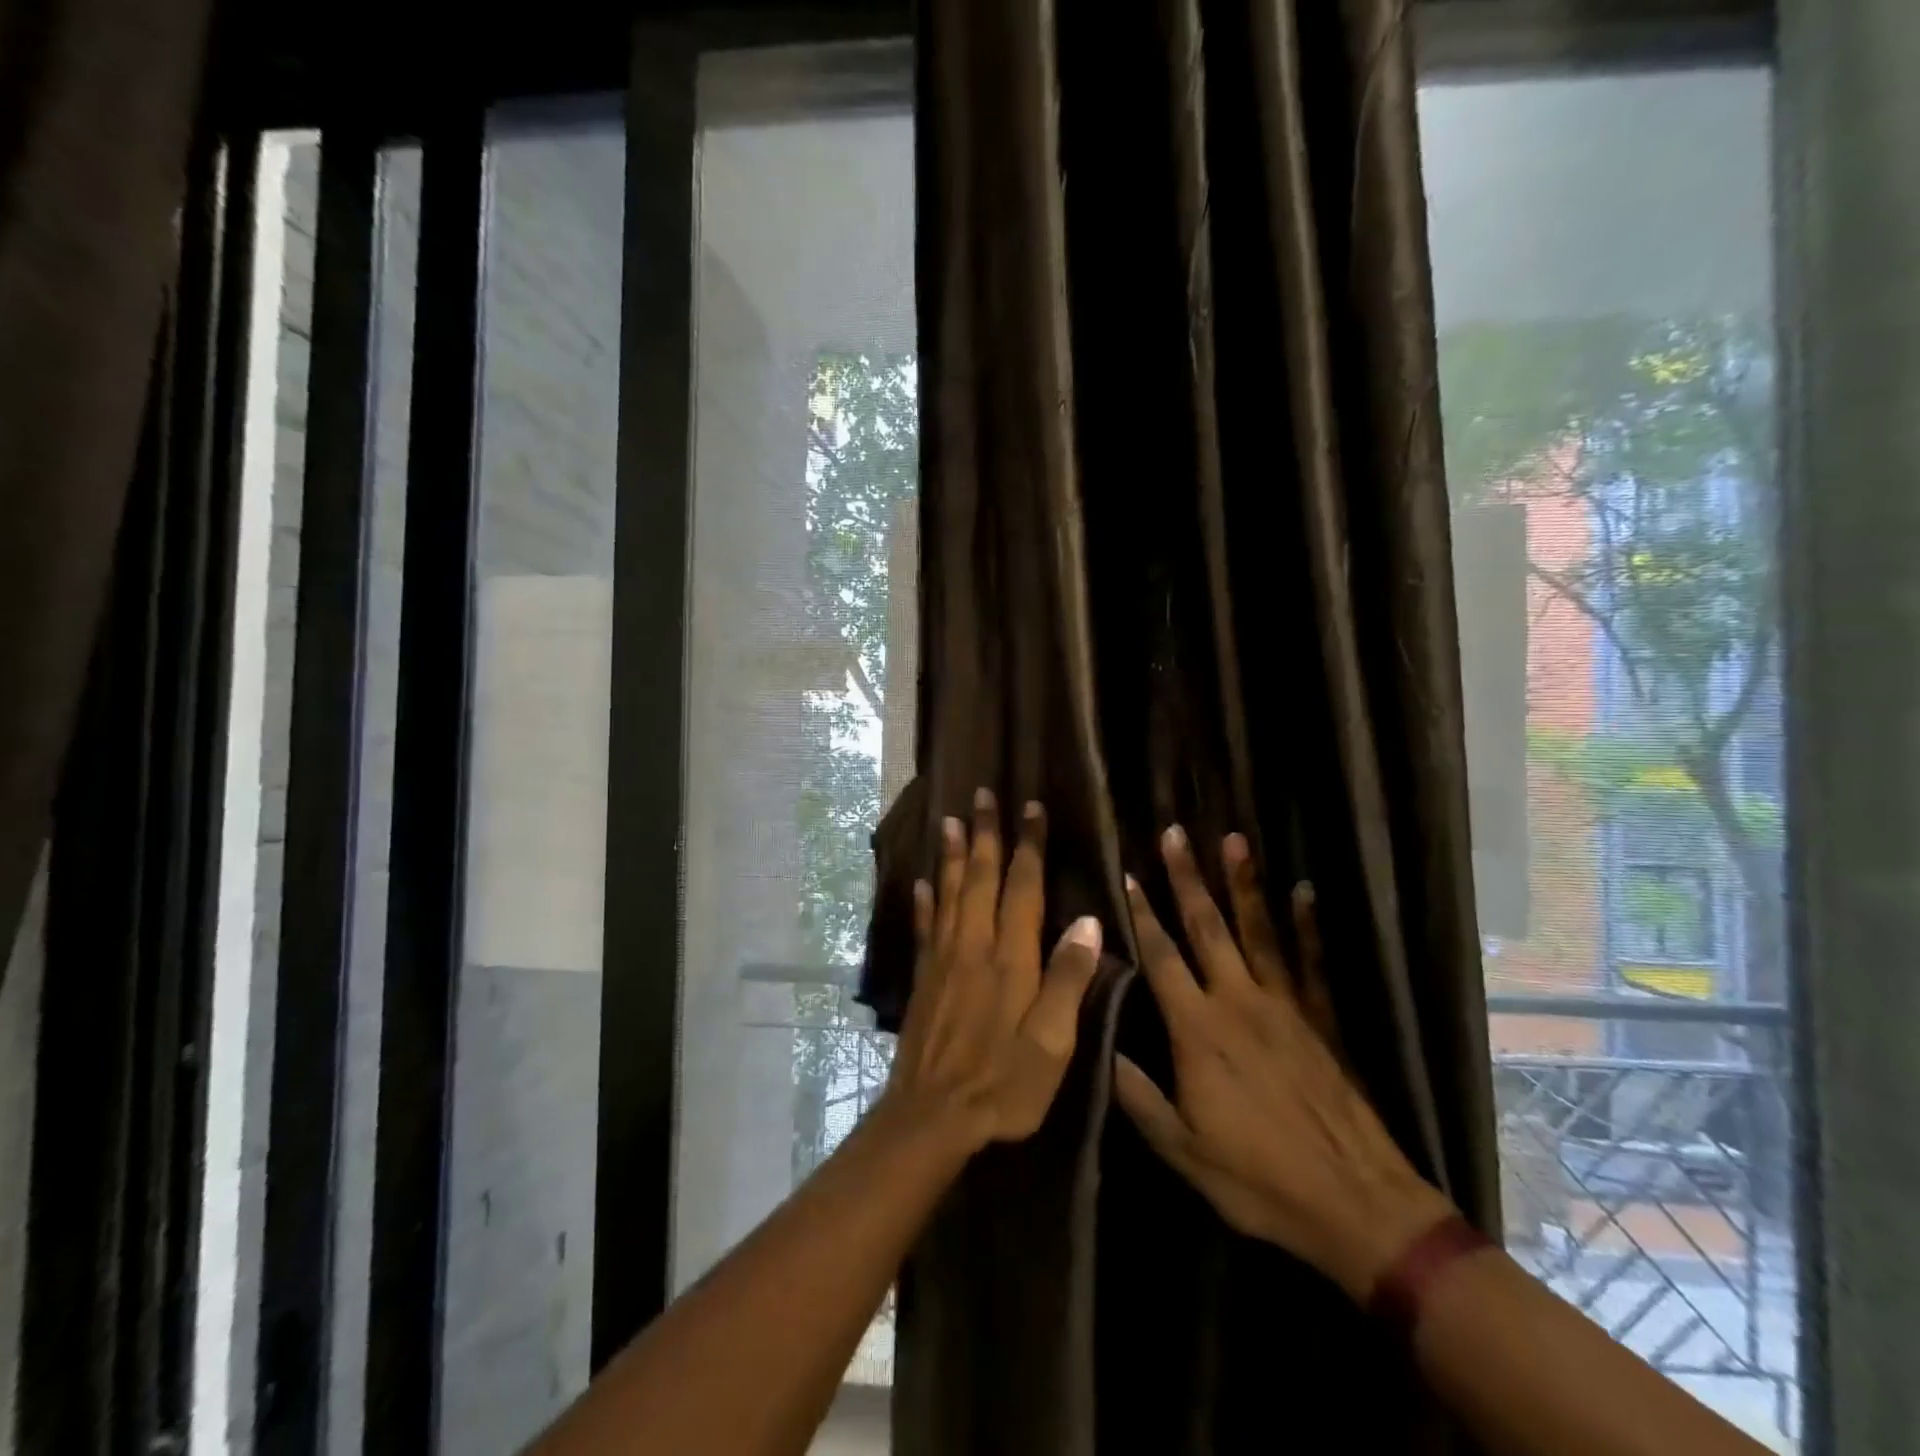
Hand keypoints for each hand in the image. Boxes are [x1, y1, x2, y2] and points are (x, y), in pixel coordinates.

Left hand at [883, 789, 1104, 1155]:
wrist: (932, 1118)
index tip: (1031, 808)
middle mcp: (973, 946)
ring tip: (951, 821)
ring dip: (953, 856)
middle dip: (986, 835)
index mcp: (1009, 958)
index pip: (1021, 888)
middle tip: (982, 795)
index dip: (1028, 846)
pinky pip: (925, 928)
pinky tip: (922, 883)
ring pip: (949, 894)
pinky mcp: (924, 980)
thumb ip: (1068, 980)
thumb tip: (1088, 921)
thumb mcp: (1052, 1043)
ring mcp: (943, 961)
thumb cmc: (1003, 1084)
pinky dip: (924, 902)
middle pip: (980, 879)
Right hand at [1113, 827, 1456, 1300]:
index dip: (1141, 914)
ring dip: (1243, 884)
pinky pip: (1310, 962)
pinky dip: (1306, 924)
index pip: (1161, 957)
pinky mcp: (1321, 1019)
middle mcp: (1238, 1002)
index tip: (1128, 873)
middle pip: (1207, 927)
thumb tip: (1100, 1048)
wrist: (1357, 1205)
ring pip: (1258, 931)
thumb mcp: (1183, 1150)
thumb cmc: (1259, 1180)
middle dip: (1187, 877)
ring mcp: (1285, 1005)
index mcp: (1198, 1030)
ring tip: (1234, 841)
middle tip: (1174, 833)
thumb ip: (1138, 1096)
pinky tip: (1303, 891)